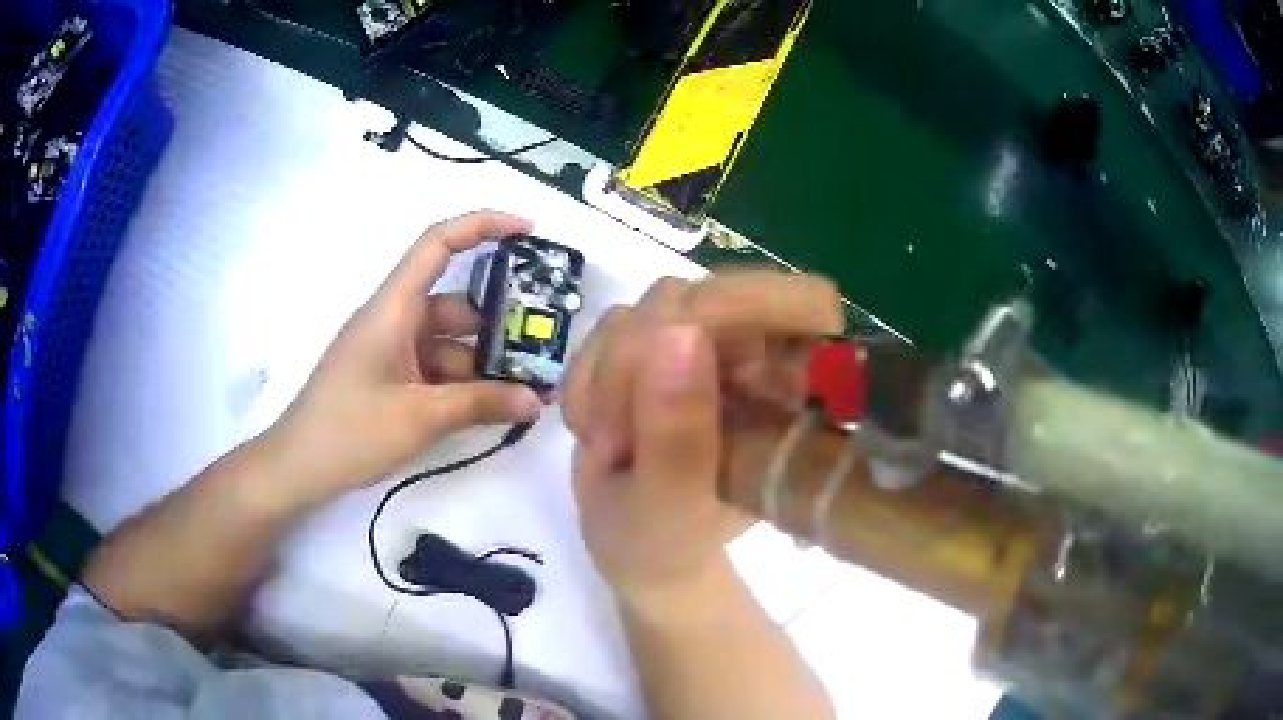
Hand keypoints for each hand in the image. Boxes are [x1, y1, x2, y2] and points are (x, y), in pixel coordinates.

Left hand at [265, 211, 546, 506]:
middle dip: (499, 325)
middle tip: (543, 348)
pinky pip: (436, 370)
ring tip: (528, 393)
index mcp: (393, 307)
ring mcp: (392, 351)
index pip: (438, 243)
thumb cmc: (350, 431)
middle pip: (455, 305)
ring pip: (449, 343)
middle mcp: (394, 319)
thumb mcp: (420, 417)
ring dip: (484, 365)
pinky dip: (463, 385)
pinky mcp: (390, 378)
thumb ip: (480, 404)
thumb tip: (536, 400)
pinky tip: (494, 408)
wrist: (299, 467)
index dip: (483, 225)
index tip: (528, 231)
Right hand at [563, 271, 843, 600]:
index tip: (683, 349)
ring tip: (610, 446)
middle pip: (709, 295)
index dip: (752, 305)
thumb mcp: (669, 508)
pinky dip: (589, 377)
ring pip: (650, 308)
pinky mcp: (658, 342)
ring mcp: (707, 343)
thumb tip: (676, 332)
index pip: (806, 302)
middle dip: (641, 362)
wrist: (632, 544)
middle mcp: (760, 356)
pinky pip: (611, 324)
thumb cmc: (666, 540)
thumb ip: (676, 435)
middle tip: (615, 438)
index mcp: (795, 394)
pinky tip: (597, 428)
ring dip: (609, 378)